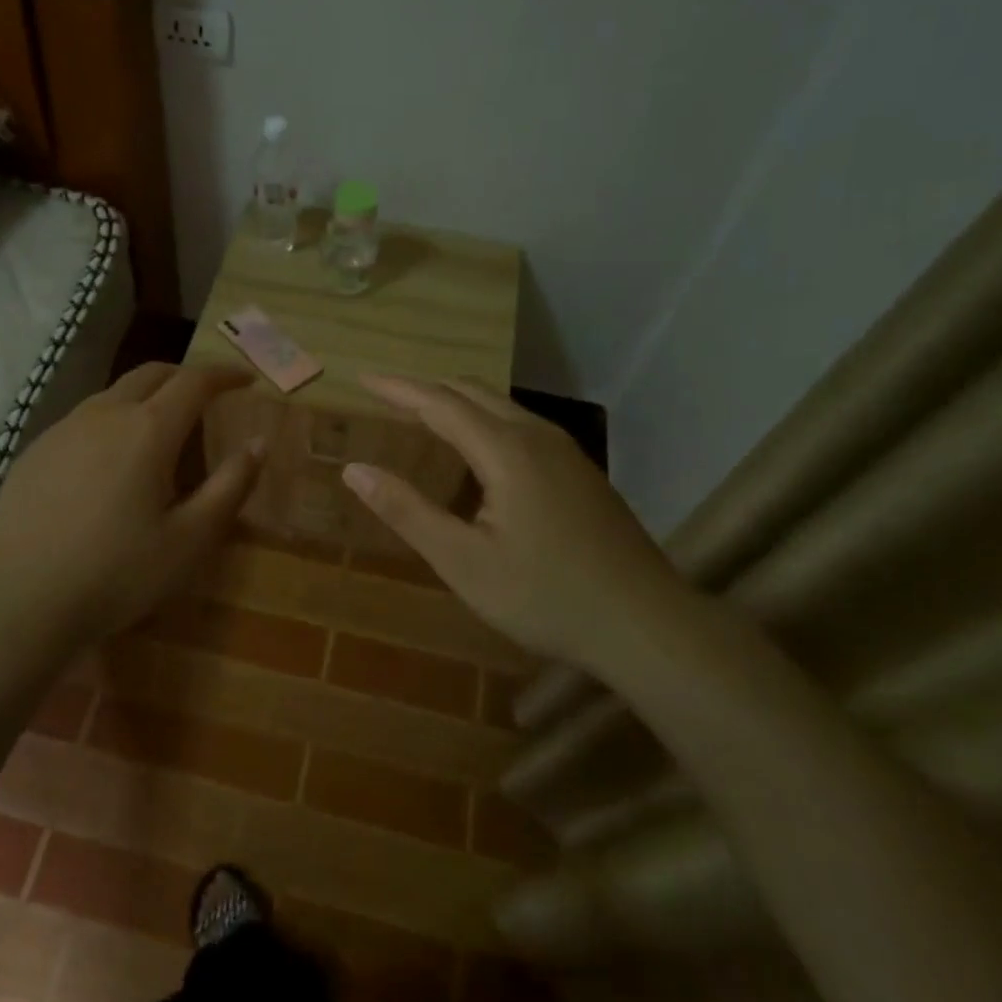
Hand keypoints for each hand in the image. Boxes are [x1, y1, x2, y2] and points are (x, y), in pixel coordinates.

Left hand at [0, 363, 262, 649]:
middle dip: (186, 376)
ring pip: (114, 393)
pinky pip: (84, 418)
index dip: (224, 375)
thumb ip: (230, 485)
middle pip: (152, 373)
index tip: (245, 380)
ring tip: (163, 427)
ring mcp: (63, 429)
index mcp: (147, 430)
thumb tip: (258, 443)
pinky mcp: (35, 451)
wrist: (18, 602)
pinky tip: (111, 459)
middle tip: (208, 394)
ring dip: (147, 395)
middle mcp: (104, 414)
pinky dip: (113, 419)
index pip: (194, 382)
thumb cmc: (117, 573)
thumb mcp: (190, 539)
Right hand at [341, 375, 688, 665]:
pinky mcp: (580, 471)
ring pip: (501, 406)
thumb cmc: (546, 596)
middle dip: (426, 389)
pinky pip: (521, 425)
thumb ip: (407, 512)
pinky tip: (477, 454)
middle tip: (387, 397)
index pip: (440, 403)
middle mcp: (537, 436)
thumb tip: (354, 469)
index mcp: (507, 450)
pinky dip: (484, 421)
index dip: (398, 388)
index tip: (362, 378)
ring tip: (423, 418)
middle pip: (473, 393)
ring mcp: (566, 452)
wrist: (646, 624)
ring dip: (457, 403)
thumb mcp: (464, 562)